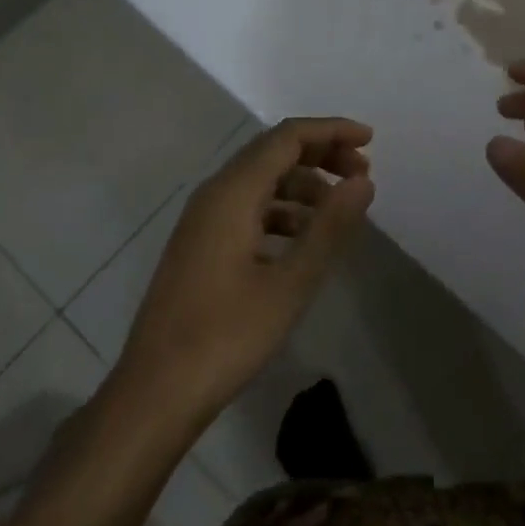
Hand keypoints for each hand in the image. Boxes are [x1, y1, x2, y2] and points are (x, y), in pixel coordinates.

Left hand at [116, 118, 374, 425]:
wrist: (154, 394)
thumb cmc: (226, 337)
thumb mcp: (290, 283)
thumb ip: (329, 227)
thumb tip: (363, 181)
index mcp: (232, 193)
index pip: (288, 137)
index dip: (331, 131)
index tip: (370, 142)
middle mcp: (214, 194)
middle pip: (273, 152)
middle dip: (321, 155)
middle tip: (362, 176)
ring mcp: (202, 221)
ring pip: (260, 181)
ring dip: (303, 185)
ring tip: (339, 212)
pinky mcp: (200, 245)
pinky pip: (247, 208)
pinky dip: (282, 210)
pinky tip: (303, 241)